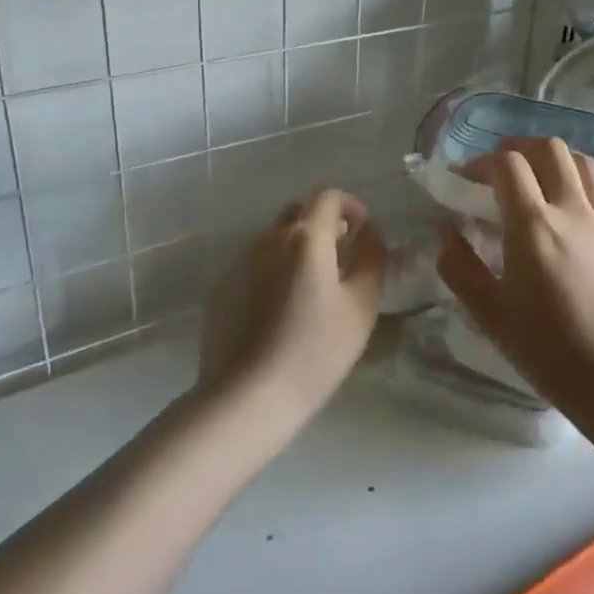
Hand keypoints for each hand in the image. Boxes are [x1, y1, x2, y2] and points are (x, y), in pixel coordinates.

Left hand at [200, 189, 386, 422]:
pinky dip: (275, 269)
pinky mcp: (222, 290)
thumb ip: (372, 260)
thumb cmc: (314, 351)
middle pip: (297, 212)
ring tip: (314, 283)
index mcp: (305, 238)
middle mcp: (268, 240)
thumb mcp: (361, 306)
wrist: (245, 396)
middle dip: (323, 222)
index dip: (349, 204)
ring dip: (297, 246)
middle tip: (342, 251)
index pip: (327, 197)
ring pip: (274, 238)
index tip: (363, 226)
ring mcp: (239, 264)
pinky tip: (282, 308)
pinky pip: (255, 265)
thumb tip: (371, 234)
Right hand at [437, 138, 593, 408]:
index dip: (481, 162)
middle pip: (549, 149)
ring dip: (554, 160)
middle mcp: (573, 210)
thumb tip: (447, 232)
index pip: (507, 165)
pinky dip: (582, 185)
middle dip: (519, 148)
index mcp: (533, 226)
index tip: (467, 180)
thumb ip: (460, 268)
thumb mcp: (491, 315)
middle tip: (501, 169)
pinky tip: (573, 210)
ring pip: (583, 163)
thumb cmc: (550, 350)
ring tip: (538, 180)